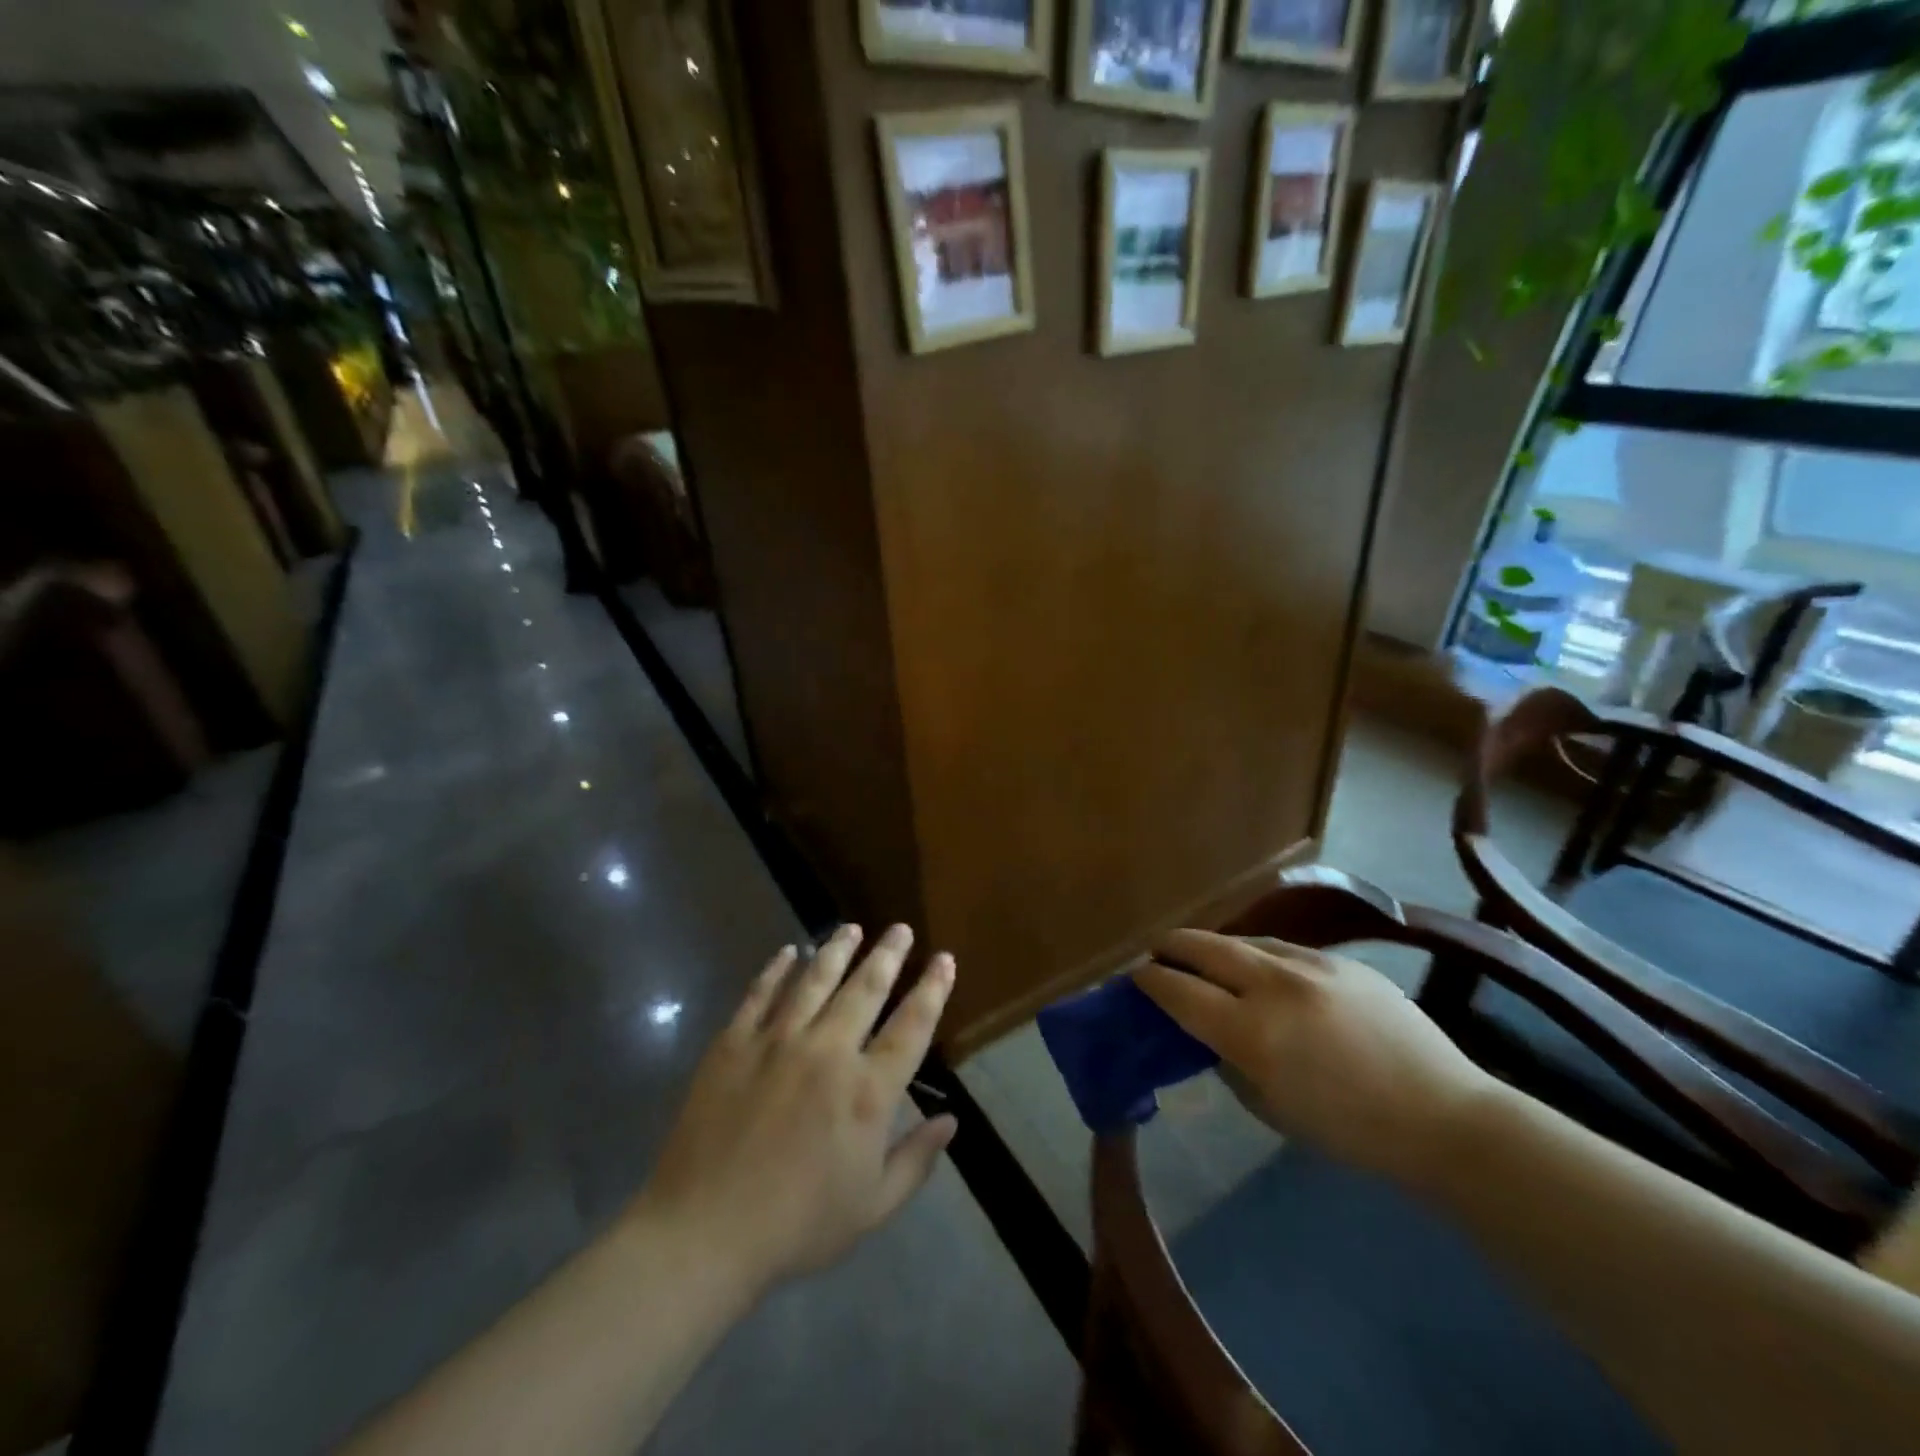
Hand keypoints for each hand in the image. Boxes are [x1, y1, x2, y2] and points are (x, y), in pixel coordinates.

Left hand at [629, 924, 957, 1295]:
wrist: (704, 1234)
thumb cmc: (797, 1227)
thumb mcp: (872, 1207)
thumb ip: (916, 1160)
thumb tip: (952, 1120)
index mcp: (867, 1092)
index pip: (911, 1026)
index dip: (932, 989)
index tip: (944, 958)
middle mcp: (828, 1052)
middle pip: (866, 989)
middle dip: (888, 954)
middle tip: (900, 929)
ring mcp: (777, 1042)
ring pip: (815, 980)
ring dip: (837, 949)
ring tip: (852, 927)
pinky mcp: (733, 1044)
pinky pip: (760, 994)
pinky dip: (776, 969)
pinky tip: (788, 952)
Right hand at [1134, 931, 1497, 1187]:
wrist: (1442, 1116)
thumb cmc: (1349, 1129)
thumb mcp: (1270, 1107)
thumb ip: (1230, 1061)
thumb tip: (1209, 1032)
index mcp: (1252, 1032)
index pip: (1180, 991)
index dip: (1151, 981)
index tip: (1137, 977)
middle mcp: (1274, 986)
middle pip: (1205, 948)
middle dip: (1173, 946)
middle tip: (1157, 951)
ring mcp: (1310, 966)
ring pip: (1244, 940)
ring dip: (1215, 947)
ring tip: (1204, 956)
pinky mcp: (1340, 960)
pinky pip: (1283, 948)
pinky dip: (1258, 955)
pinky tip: (1260, 968)